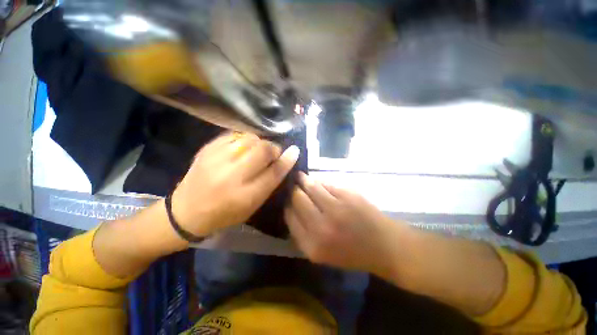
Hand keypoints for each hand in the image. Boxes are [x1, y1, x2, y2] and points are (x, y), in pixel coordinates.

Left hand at [172, 133, 299, 236]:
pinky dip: (244, 139)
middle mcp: (232, 176)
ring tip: (256, 150)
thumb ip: (268, 184)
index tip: (295, 151)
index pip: (274, 172)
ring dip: (259, 142)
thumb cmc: (224, 214)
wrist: (186, 212)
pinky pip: (234, 135)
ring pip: (249, 138)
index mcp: (245, 195)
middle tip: (273, 152)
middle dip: (273, 148)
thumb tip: (282, 163)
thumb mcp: (251, 206)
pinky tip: (242, 147)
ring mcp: (217, 159)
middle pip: (262, 150)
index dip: (287, 160)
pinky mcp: (207, 149)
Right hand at [285, 172, 401, 273]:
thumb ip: (301, 233)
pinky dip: (319, 181)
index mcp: (312, 245)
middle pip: (298, 199)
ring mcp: (336, 208)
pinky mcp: (348, 195)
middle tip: (293, 186)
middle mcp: (322, 226)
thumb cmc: (351, 252)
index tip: (287, 199)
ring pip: (311, 187)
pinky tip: (317, 181)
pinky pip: (326, 183)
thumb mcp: (320, 253)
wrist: (383, 245)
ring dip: (303, 180)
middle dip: (293, 191)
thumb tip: (289, 207)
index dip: (287, 205)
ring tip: (300, 177)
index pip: (289, 216)